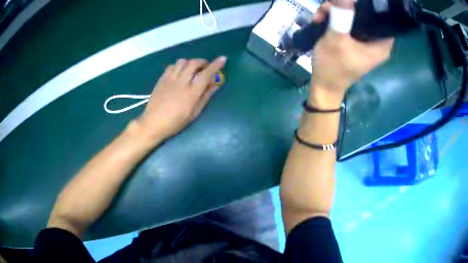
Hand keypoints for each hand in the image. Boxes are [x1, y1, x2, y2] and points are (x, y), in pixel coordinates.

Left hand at [138, 56, 226, 140]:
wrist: (153, 123)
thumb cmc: (176, 122)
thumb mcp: (194, 113)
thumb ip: (205, 97)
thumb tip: (216, 85)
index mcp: (191, 93)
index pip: (206, 74)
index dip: (216, 65)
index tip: (223, 59)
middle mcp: (181, 82)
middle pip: (194, 63)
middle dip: (202, 62)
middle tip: (205, 67)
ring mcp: (170, 79)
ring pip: (182, 61)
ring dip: (190, 62)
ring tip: (191, 69)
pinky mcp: (161, 79)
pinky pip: (172, 66)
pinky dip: (179, 66)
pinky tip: (179, 73)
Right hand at [310, 1, 393, 103]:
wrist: (324, 85)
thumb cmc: (333, 66)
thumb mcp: (336, 39)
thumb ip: (341, 15)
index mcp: (380, 46)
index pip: (382, 19)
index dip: (367, 6)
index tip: (352, 1)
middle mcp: (376, 42)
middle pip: (366, 15)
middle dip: (346, 7)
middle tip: (328, 7)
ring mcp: (365, 41)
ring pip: (354, 17)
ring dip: (336, 12)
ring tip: (321, 15)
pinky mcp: (355, 41)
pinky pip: (348, 23)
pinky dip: (335, 19)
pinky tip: (322, 20)